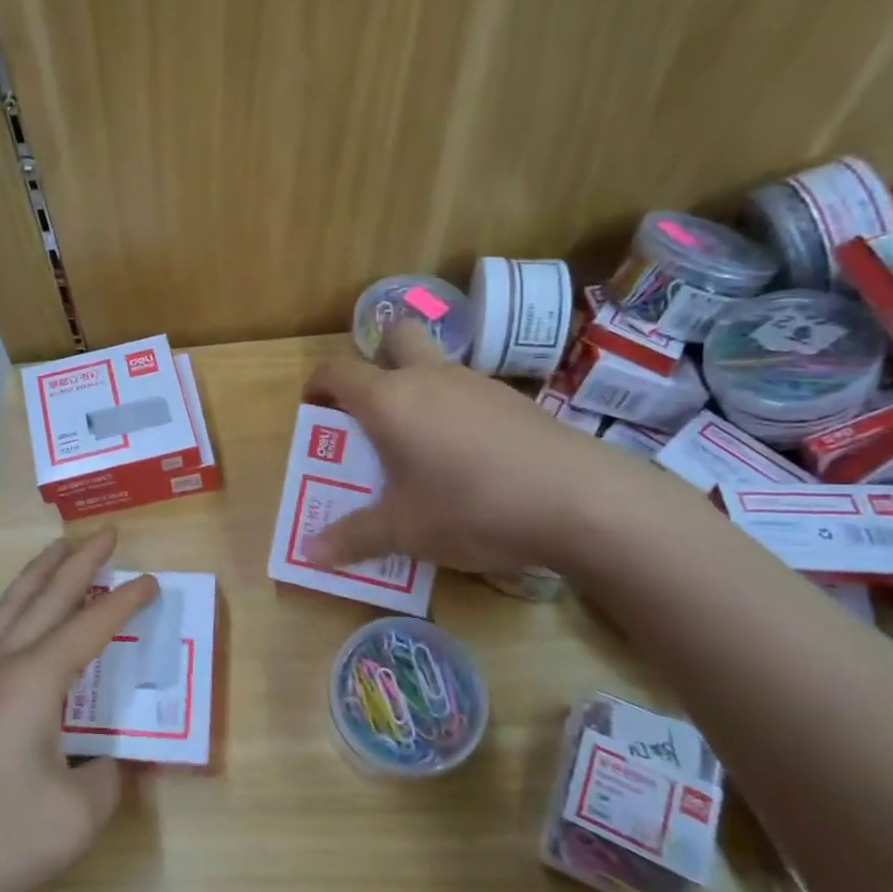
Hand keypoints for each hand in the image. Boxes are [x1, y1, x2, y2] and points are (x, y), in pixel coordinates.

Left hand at [0, 531, 155, 891]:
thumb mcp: (73, 822)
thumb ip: (108, 782)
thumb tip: (112, 761)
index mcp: (32, 682)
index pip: (89, 627)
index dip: (124, 603)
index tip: (151, 581)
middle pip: (45, 597)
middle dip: (79, 561)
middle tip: (107, 533)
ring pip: (10, 606)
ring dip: (40, 573)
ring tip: (61, 550)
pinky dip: (16, 605)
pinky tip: (19, 617)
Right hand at [303, 321, 658, 575]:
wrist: (581, 501)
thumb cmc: (470, 508)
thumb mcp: (403, 531)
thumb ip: (353, 538)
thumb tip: (311, 554)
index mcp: (389, 399)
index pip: (338, 371)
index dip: (318, 384)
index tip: (313, 408)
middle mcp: (429, 377)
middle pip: (395, 337)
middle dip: (375, 360)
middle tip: (371, 408)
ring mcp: (477, 383)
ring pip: (436, 364)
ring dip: (418, 388)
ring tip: (419, 445)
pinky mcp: (515, 399)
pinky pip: (469, 391)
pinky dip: (454, 410)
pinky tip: (468, 458)